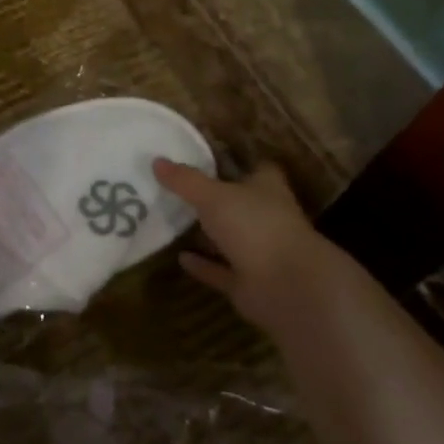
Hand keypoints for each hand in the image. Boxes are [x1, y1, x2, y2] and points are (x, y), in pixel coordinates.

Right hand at [153, 159, 354, 334]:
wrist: (286, 286)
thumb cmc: (255, 226)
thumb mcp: (213, 195)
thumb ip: (185, 180)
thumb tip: (156, 160)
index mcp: (267, 189)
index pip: (258, 169)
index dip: (239, 162)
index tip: (211, 157)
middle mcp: (267, 218)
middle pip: (241, 203)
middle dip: (218, 198)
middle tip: (181, 189)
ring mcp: (260, 252)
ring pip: (231, 239)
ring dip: (209, 235)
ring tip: (175, 222)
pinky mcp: (249, 283)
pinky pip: (221, 271)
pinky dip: (204, 265)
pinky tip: (180, 258)